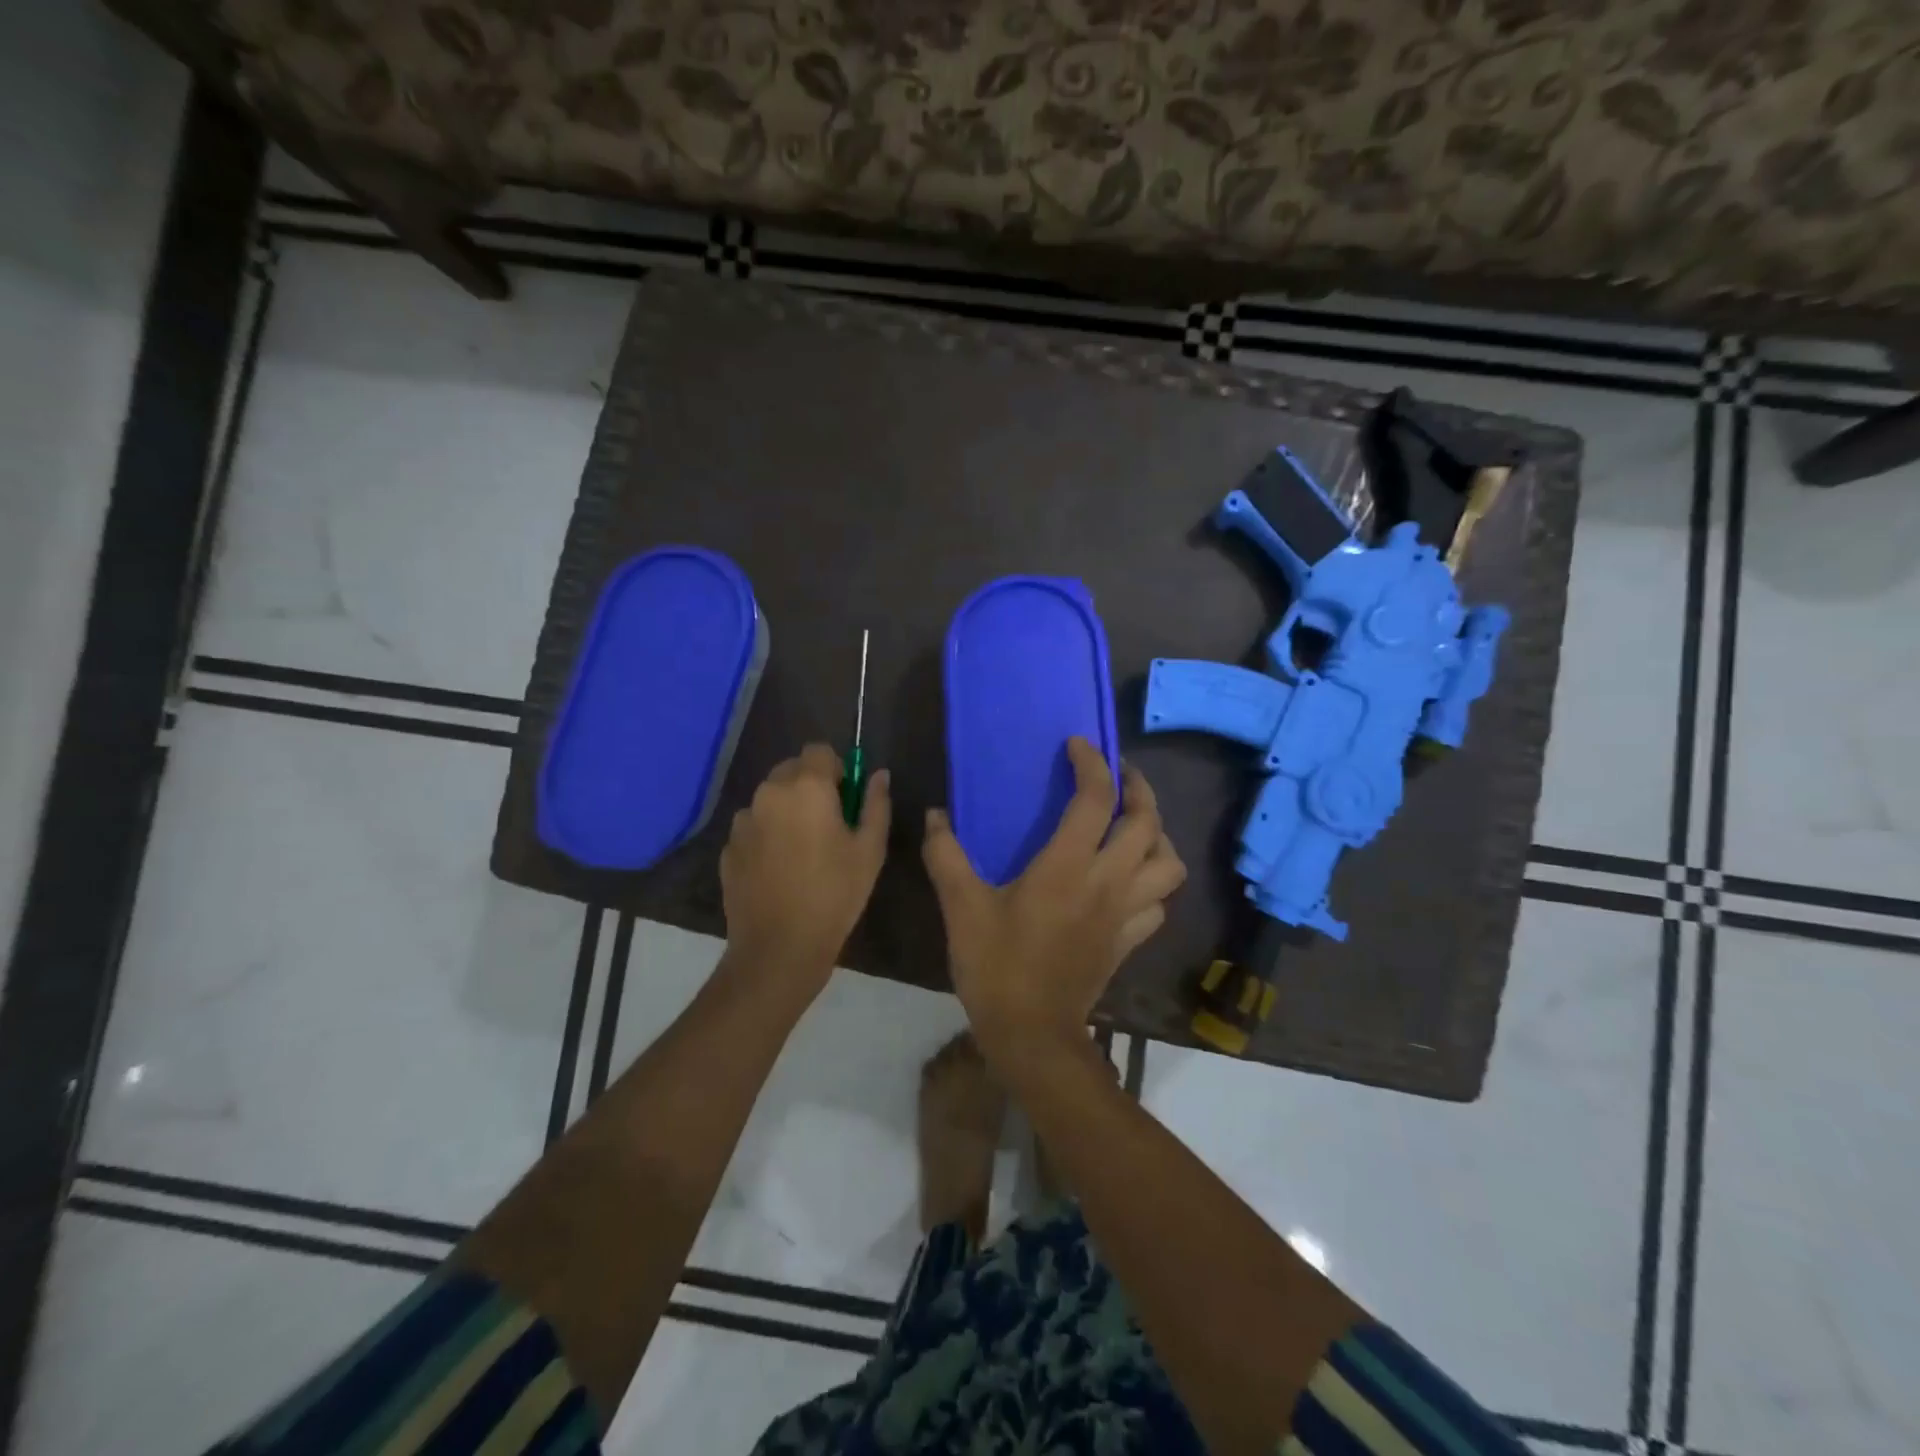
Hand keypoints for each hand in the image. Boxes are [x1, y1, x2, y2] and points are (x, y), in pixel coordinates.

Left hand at [721, 744, 890, 996]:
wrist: (779, 947)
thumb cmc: (835, 894)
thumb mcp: (870, 850)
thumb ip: (876, 804)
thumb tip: (879, 775)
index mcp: (806, 787)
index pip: (819, 750)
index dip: (835, 768)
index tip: (845, 797)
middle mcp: (769, 793)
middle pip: (791, 770)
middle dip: (810, 786)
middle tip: (828, 824)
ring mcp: (743, 820)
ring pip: (770, 798)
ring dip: (786, 809)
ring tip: (802, 850)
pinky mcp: (728, 847)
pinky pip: (753, 826)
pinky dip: (767, 835)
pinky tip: (780, 869)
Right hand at [922, 738, 1185, 1055]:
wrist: (1032, 1034)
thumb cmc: (996, 966)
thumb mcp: (961, 907)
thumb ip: (945, 856)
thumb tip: (935, 816)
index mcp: (1067, 867)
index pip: (1096, 799)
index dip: (1092, 764)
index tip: (1077, 746)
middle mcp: (1107, 882)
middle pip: (1147, 823)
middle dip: (1139, 790)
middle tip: (1118, 777)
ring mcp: (1126, 913)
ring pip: (1168, 863)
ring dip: (1157, 836)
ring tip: (1133, 826)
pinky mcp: (1129, 940)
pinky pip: (1159, 902)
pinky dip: (1153, 881)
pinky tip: (1131, 879)